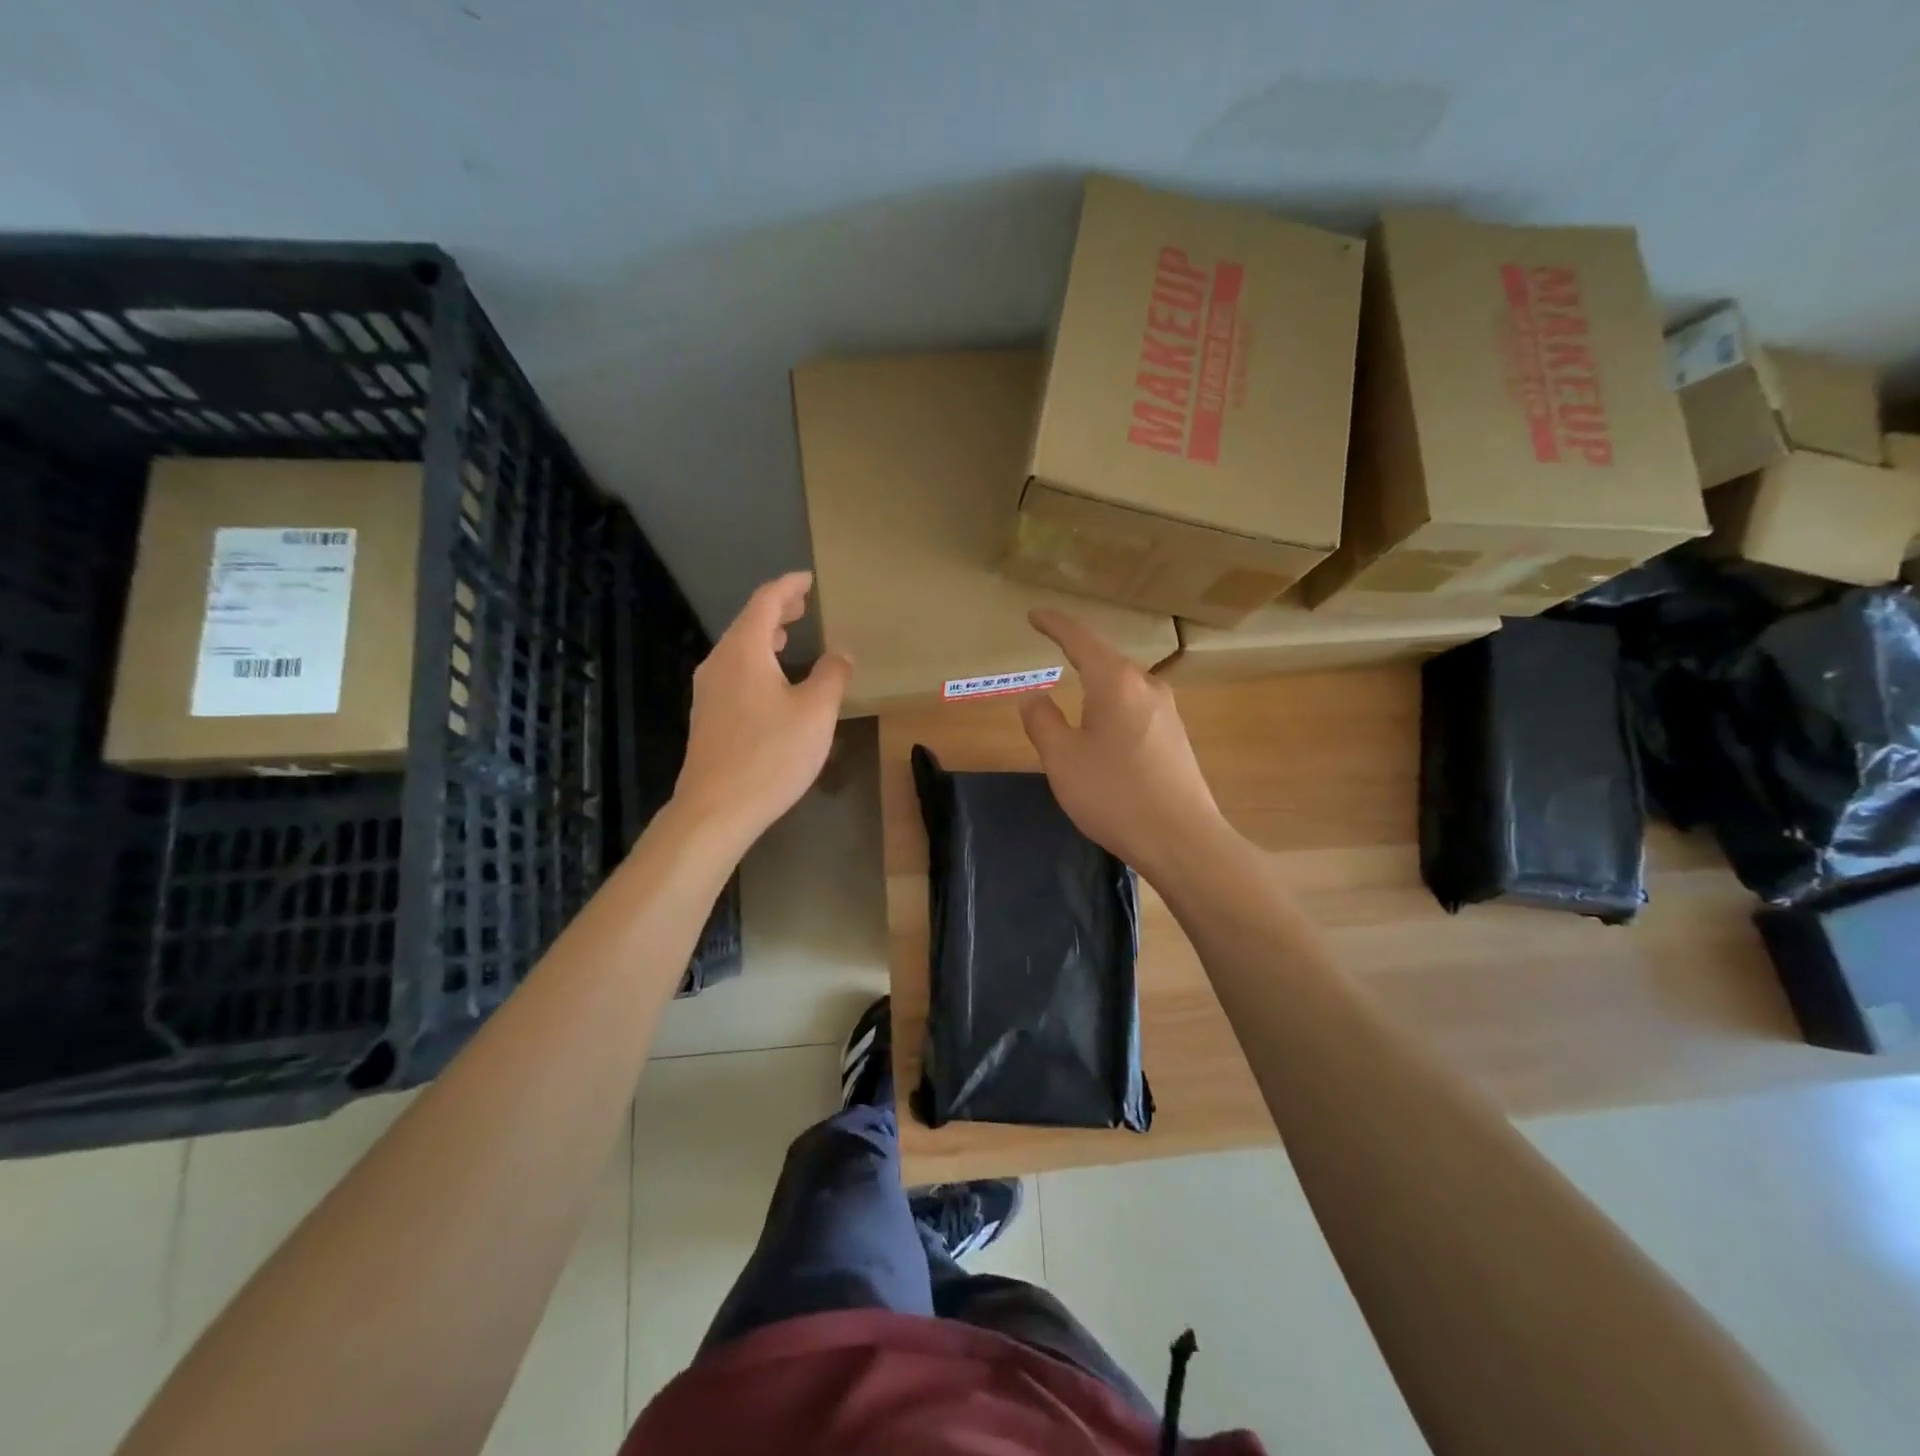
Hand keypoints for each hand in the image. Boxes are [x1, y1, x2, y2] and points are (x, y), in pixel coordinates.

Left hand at [672, 572, 850, 852]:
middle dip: (777, 611)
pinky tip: (773, 683)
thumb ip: (832, 676)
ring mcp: (708, 692)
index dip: (788, 586)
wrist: (716, 809)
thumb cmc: (771, 754)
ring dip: (766, 639)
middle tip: (803, 604)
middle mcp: (719, 663)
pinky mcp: (708, 718)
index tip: (808, 579)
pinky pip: (734, 674)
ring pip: (739, 650)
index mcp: (744, 651)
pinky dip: (757, 663)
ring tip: (790, 638)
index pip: (765, 602)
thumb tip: (840, 654)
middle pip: (748, 623)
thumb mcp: (815, 713)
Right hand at [1018, 608, 1226, 878]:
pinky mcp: (1176, 737)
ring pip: (1123, 684)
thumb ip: (1043, 722)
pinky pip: (1136, 706)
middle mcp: (1146, 686)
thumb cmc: (1114, 795)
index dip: (1054, 624)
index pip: (1080, 639)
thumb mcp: (1062, 760)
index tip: (1034, 615)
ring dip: (1097, 683)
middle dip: (1077, 653)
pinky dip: (1112, 705)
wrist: (1182, 839)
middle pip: (1105, 659)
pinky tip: (1104, 728)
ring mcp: (1167, 711)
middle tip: (1051, 649)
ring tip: (1074, 692)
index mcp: (1115, 682)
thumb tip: (1034, 697)